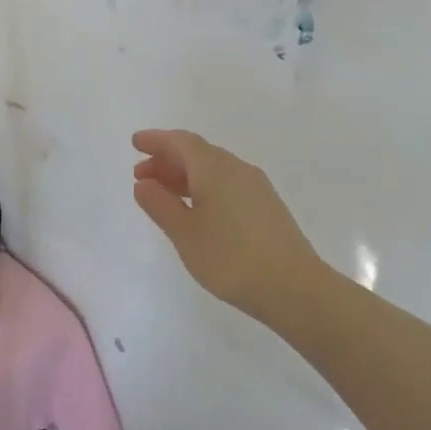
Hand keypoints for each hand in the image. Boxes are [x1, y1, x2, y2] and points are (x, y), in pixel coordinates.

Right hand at [131, 129, 321, 315]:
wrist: (295, 289)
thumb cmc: (231, 258)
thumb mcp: (185, 233)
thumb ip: (160, 205)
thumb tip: (143, 183)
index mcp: (214, 168)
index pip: (180, 142)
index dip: (156, 140)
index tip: (135, 143)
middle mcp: (236, 168)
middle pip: (197, 152)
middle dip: (167, 159)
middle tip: (141, 175)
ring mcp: (255, 186)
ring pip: (213, 169)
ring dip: (184, 175)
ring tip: (163, 194)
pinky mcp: (266, 206)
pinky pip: (226, 183)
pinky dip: (203, 187)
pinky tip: (196, 210)